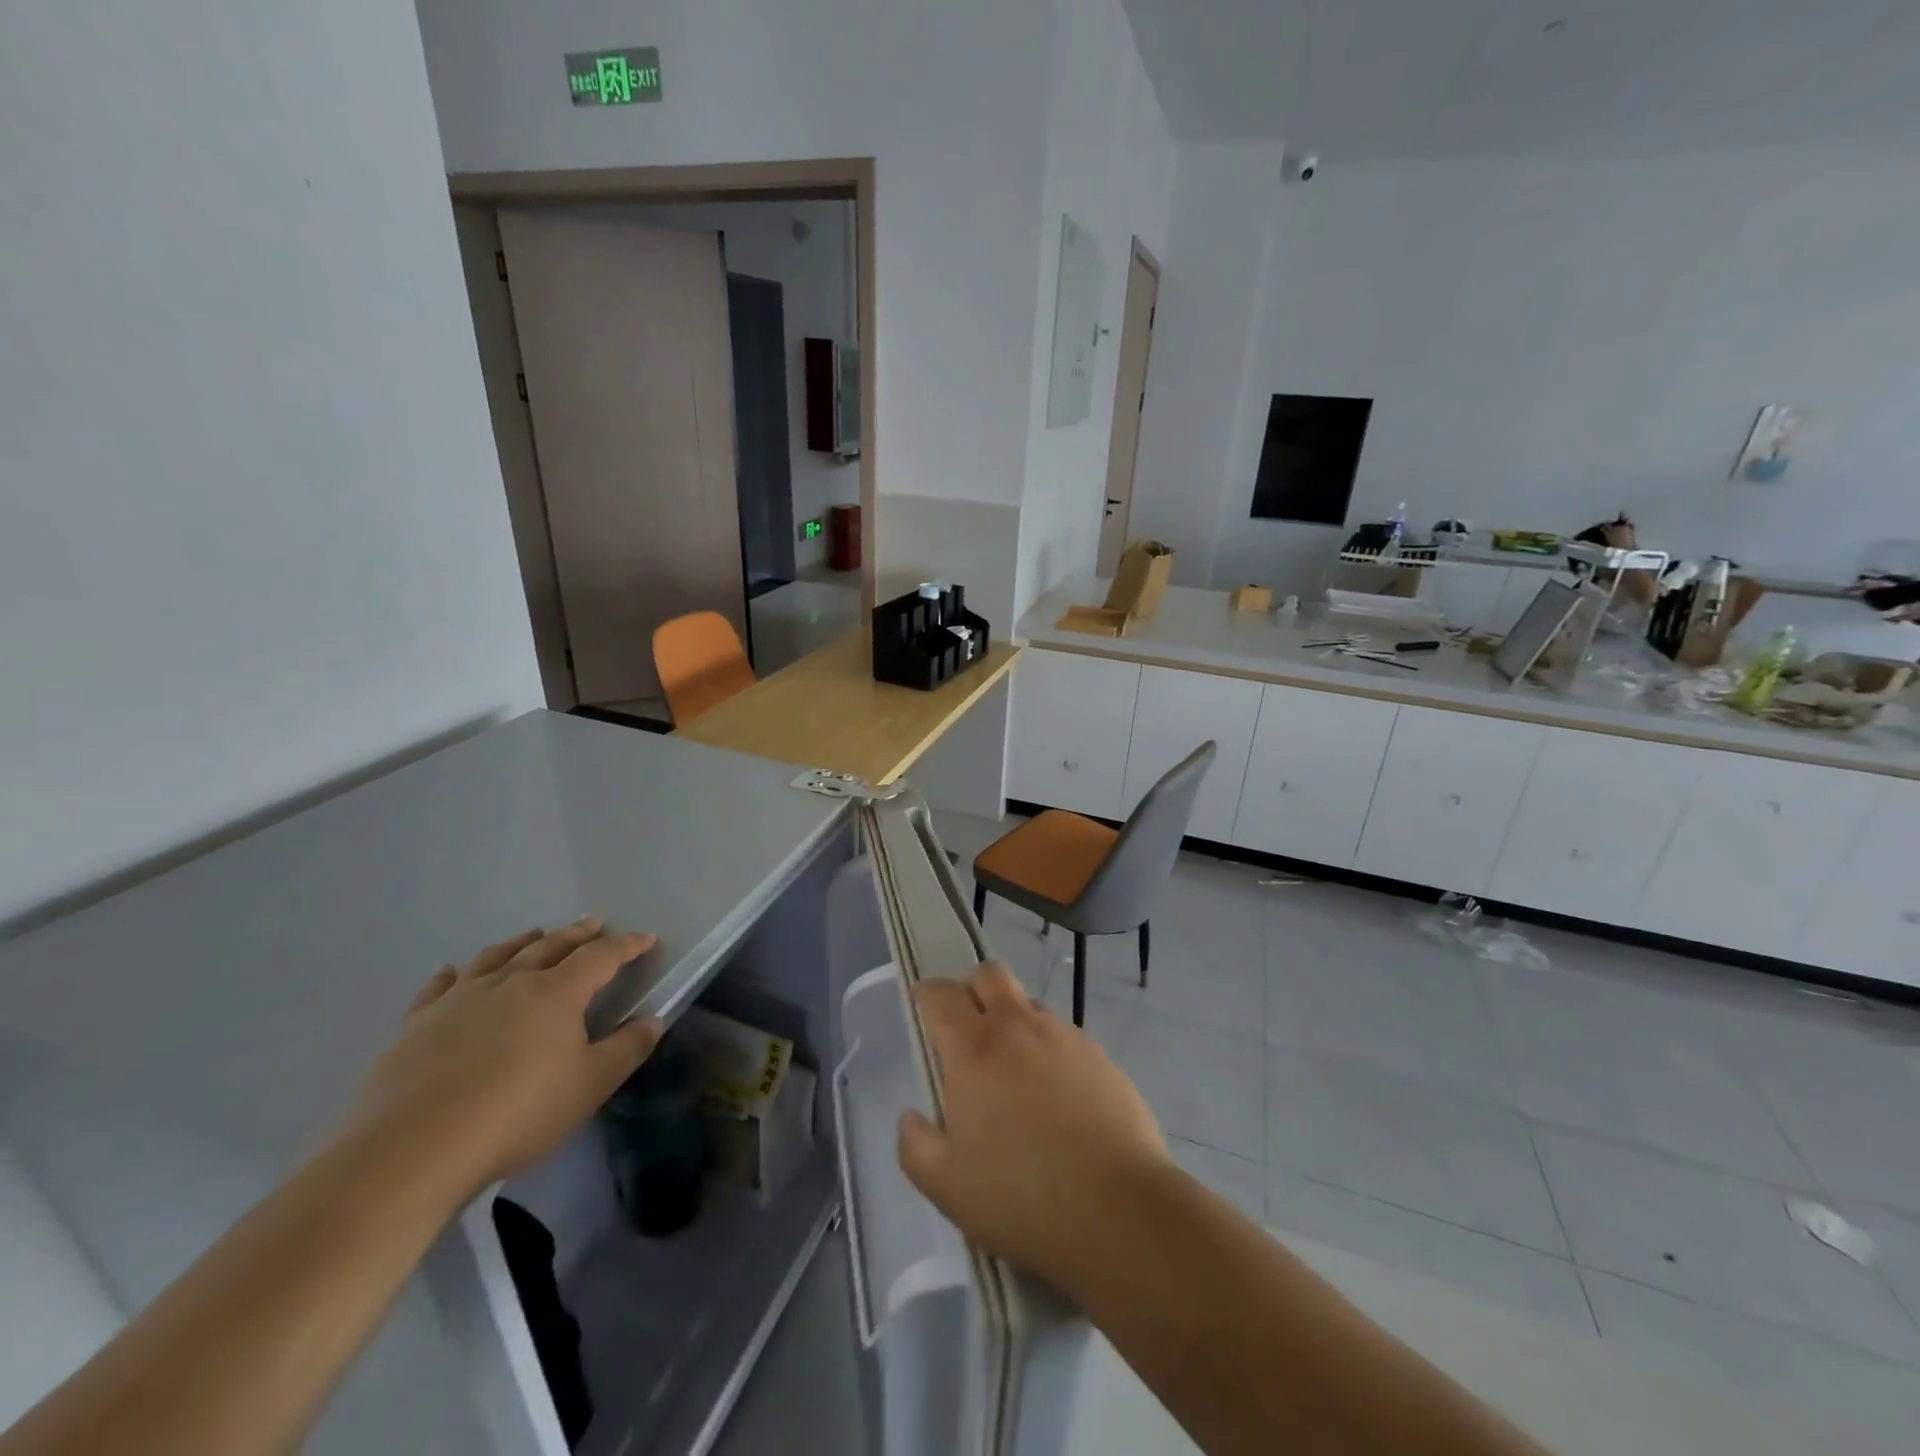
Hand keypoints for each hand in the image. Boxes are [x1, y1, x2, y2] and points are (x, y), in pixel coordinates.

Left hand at [346, 919, 663, 1195]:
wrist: (412, 1151)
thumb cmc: (517, 1114)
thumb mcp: (590, 1086)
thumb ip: (627, 1049)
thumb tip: (652, 1020)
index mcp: (556, 992)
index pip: (601, 956)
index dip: (626, 945)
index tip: (645, 938)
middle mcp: (510, 982)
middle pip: (550, 946)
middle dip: (577, 933)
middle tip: (593, 923)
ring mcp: (458, 999)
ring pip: (497, 956)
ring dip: (522, 942)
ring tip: (534, 934)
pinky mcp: (416, 1024)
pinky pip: (440, 986)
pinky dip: (455, 973)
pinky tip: (455, 972)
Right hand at [896, 962, 1167, 1289]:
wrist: (1119, 1210)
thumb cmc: (1021, 1197)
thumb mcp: (947, 1187)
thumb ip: (916, 1146)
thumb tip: (911, 1117)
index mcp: (975, 1049)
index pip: (942, 995)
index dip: (926, 994)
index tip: (921, 1005)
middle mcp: (1019, 1028)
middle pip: (991, 975)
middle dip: (973, 988)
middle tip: (967, 1027)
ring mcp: (1066, 1037)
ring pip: (1030, 1006)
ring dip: (1014, 1023)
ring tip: (1015, 1074)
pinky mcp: (1101, 1057)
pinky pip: (1065, 1037)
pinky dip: (1050, 1052)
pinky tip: (1057, 1099)